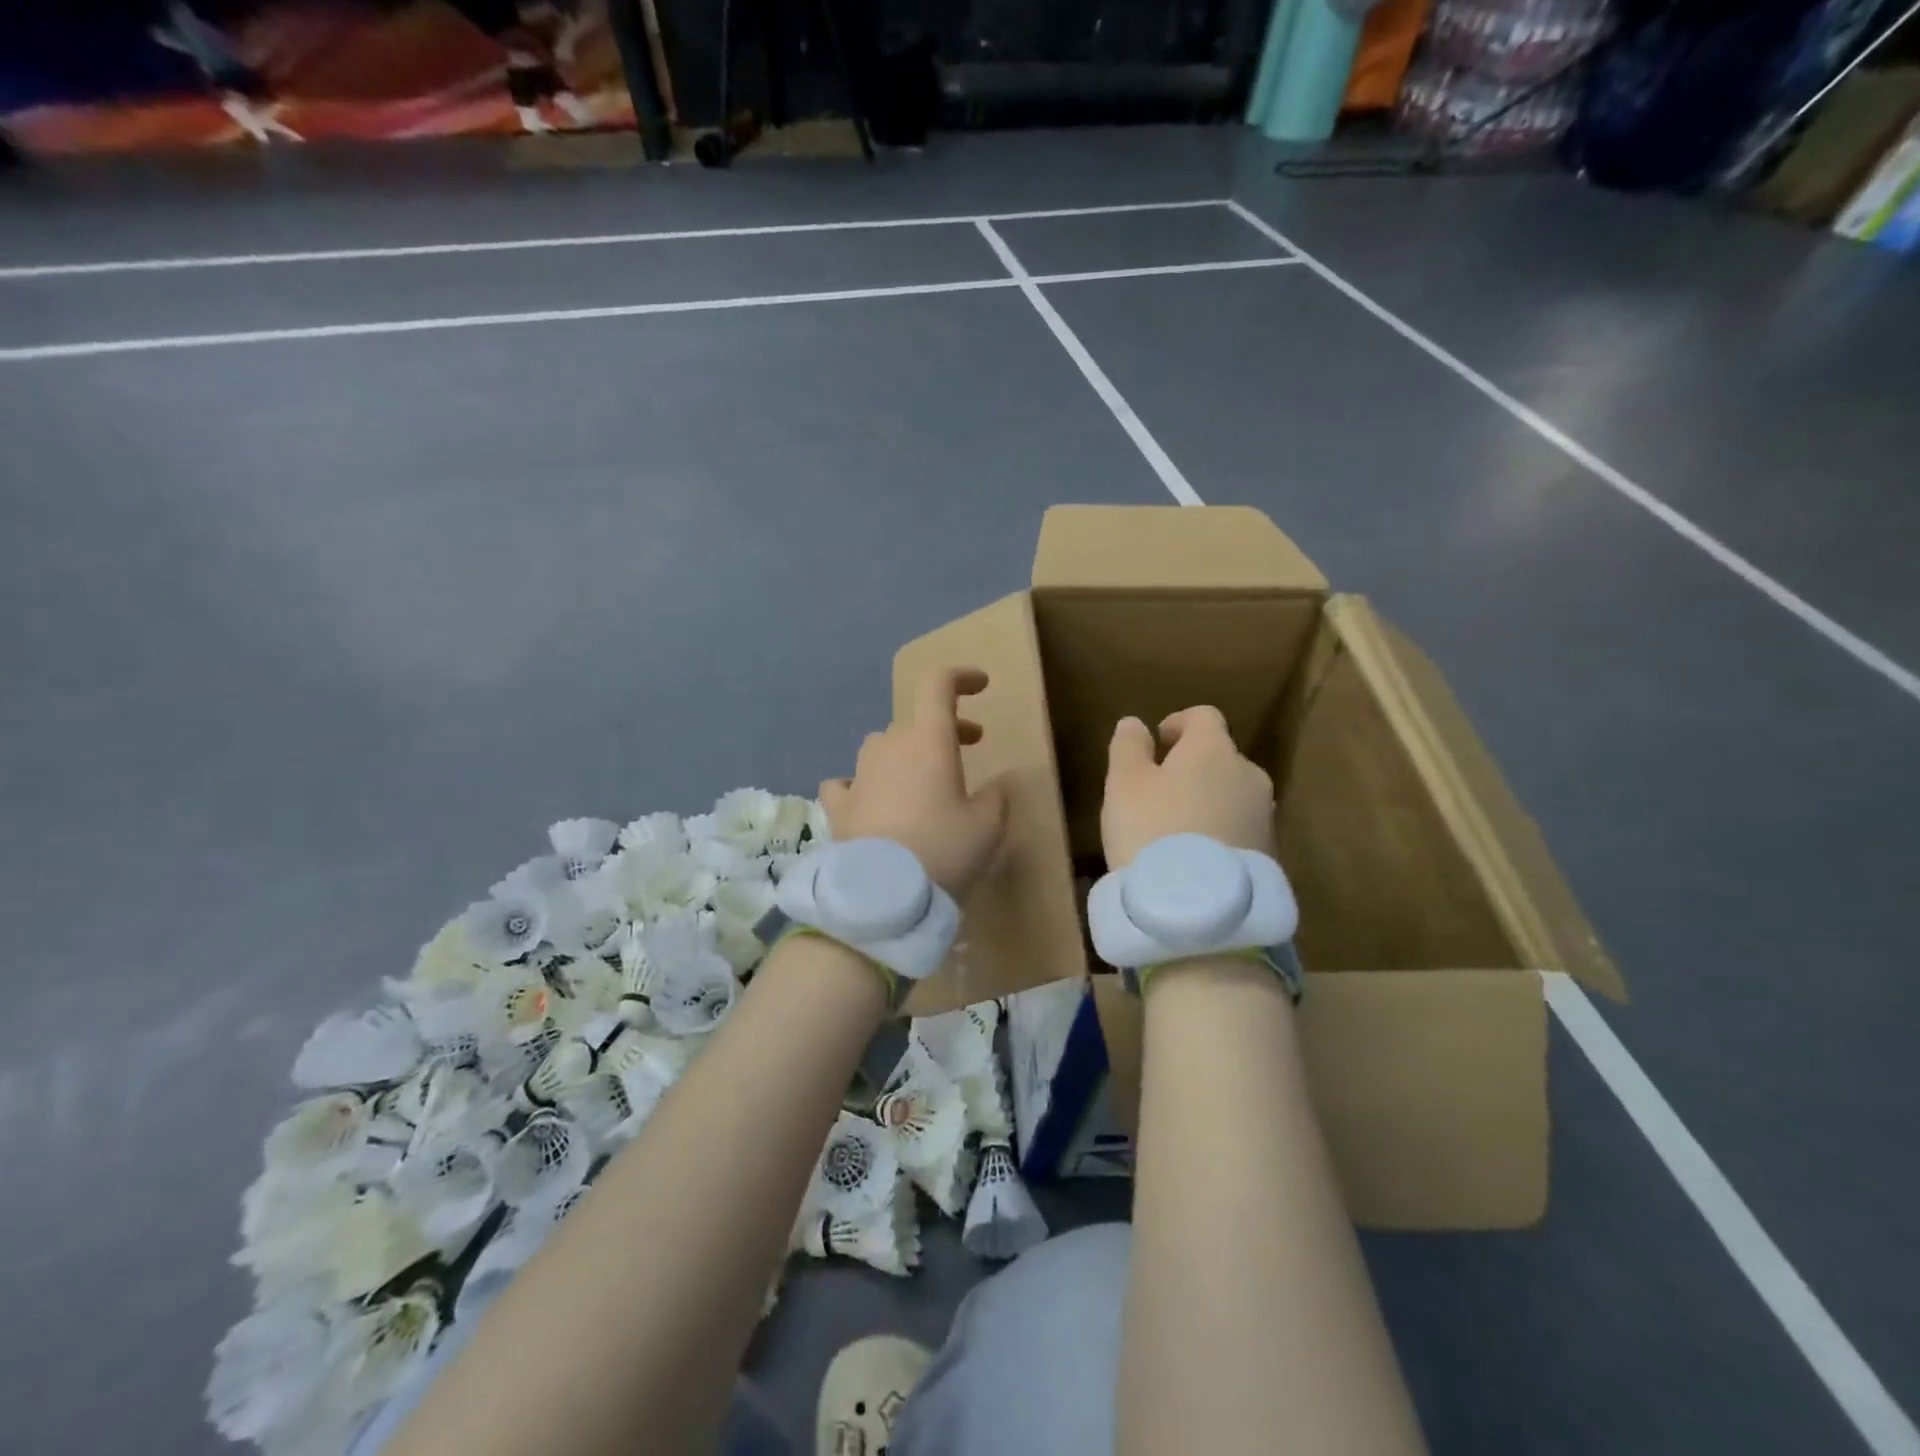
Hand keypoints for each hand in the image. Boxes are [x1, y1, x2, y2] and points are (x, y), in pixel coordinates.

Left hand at [819, 667, 1008, 898]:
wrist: (882, 896)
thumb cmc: (943, 851)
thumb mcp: (988, 827)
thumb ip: (995, 797)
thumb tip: (992, 789)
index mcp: (928, 740)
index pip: (939, 684)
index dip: (962, 677)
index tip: (981, 686)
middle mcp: (889, 746)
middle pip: (916, 721)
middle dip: (945, 727)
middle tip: (970, 744)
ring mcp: (859, 775)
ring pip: (881, 747)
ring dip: (905, 753)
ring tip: (922, 778)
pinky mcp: (838, 806)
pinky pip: (848, 782)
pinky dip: (863, 785)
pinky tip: (870, 801)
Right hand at [1102, 707, 1274, 868]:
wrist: (1198, 908)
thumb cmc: (1151, 830)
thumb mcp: (1124, 784)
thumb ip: (1129, 747)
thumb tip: (1135, 723)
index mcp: (1213, 749)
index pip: (1204, 716)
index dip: (1179, 723)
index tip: (1159, 741)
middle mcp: (1248, 774)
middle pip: (1220, 757)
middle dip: (1193, 767)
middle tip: (1160, 792)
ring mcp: (1265, 816)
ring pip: (1233, 795)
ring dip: (1209, 801)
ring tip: (1177, 829)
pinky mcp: (1269, 854)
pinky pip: (1240, 830)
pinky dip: (1219, 832)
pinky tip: (1195, 857)